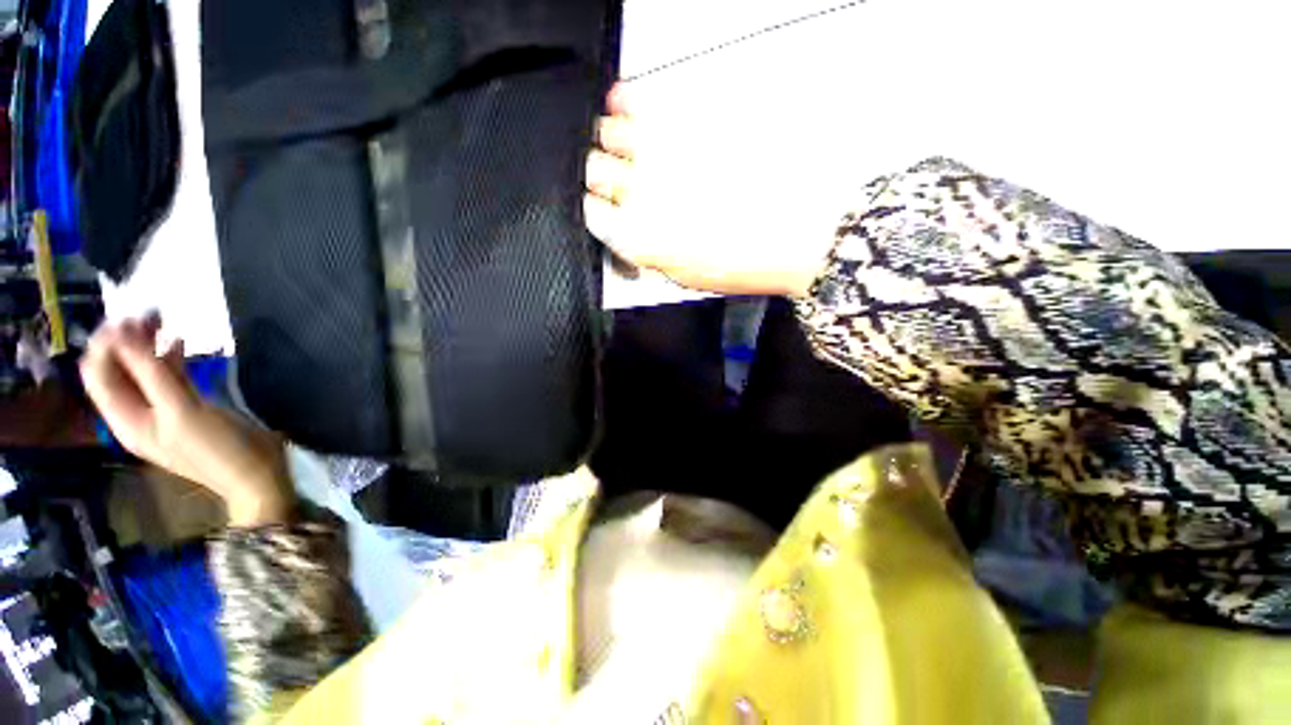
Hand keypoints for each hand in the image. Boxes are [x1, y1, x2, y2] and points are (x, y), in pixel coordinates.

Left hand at [80, 317, 293, 526]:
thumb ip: (152, 376)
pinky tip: (183, 342)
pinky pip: (168, 376)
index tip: (128, 317)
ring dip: (149, 344)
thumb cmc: (217, 448)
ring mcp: (162, 409)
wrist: (255, 474)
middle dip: (127, 339)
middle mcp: (137, 411)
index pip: (98, 374)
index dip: (105, 344)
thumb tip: (124, 335)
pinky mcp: (186, 406)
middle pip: (119, 369)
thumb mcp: (181, 412)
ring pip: (143, 369)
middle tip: (150, 312)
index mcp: (126, 418)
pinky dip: (171, 357)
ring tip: (164, 319)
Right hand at [584, 83, 832, 296]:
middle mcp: (639, 191)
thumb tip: (628, 234)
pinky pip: (636, 99)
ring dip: (611, 141)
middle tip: (617, 178)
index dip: (596, 209)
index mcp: (639, 237)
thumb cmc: (744, 262)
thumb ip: (648, 252)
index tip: (604, 207)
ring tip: (627, 145)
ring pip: (608, 131)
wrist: (801, 228)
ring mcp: (662, 150)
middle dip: (601, 175)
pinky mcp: (686, 118)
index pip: (592, 213)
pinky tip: (626, 107)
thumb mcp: (686, 276)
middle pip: (593, 170)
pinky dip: (624, 102)